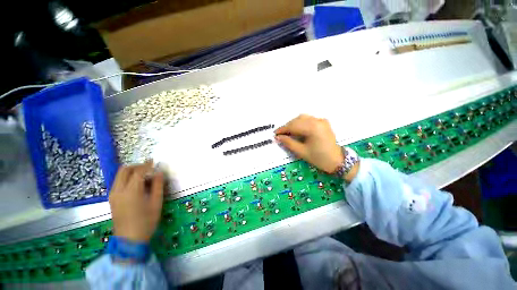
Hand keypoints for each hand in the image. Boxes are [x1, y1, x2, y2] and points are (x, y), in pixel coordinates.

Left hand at [109, 161, 164, 242]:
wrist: (129, 240)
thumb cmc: (146, 221)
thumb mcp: (156, 202)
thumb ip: (158, 185)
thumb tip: (159, 173)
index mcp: (131, 191)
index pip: (138, 172)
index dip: (147, 165)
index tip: (154, 161)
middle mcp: (118, 190)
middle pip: (124, 170)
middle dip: (137, 166)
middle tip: (148, 168)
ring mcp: (113, 195)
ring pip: (119, 176)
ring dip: (131, 172)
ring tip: (144, 177)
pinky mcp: (111, 199)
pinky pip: (118, 182)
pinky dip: (127, 179)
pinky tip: (136, 186)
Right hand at [275, 115, 342, 172]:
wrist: (337, 161)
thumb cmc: (319, 158)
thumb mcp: (301, 152)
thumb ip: (288, 143)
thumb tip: (278, 137)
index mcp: (313, 128)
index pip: (294, 126)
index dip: (283, 129)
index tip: (275, 133)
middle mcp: (317, 121)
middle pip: (298, 120)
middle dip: (288, 126)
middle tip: (281, 134)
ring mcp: (321, 121)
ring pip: (303, 118)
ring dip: (294, 124)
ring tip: (288, 132)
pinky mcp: (323, 123)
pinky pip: (309, 120)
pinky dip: (301, 123)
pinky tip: (297, 130)